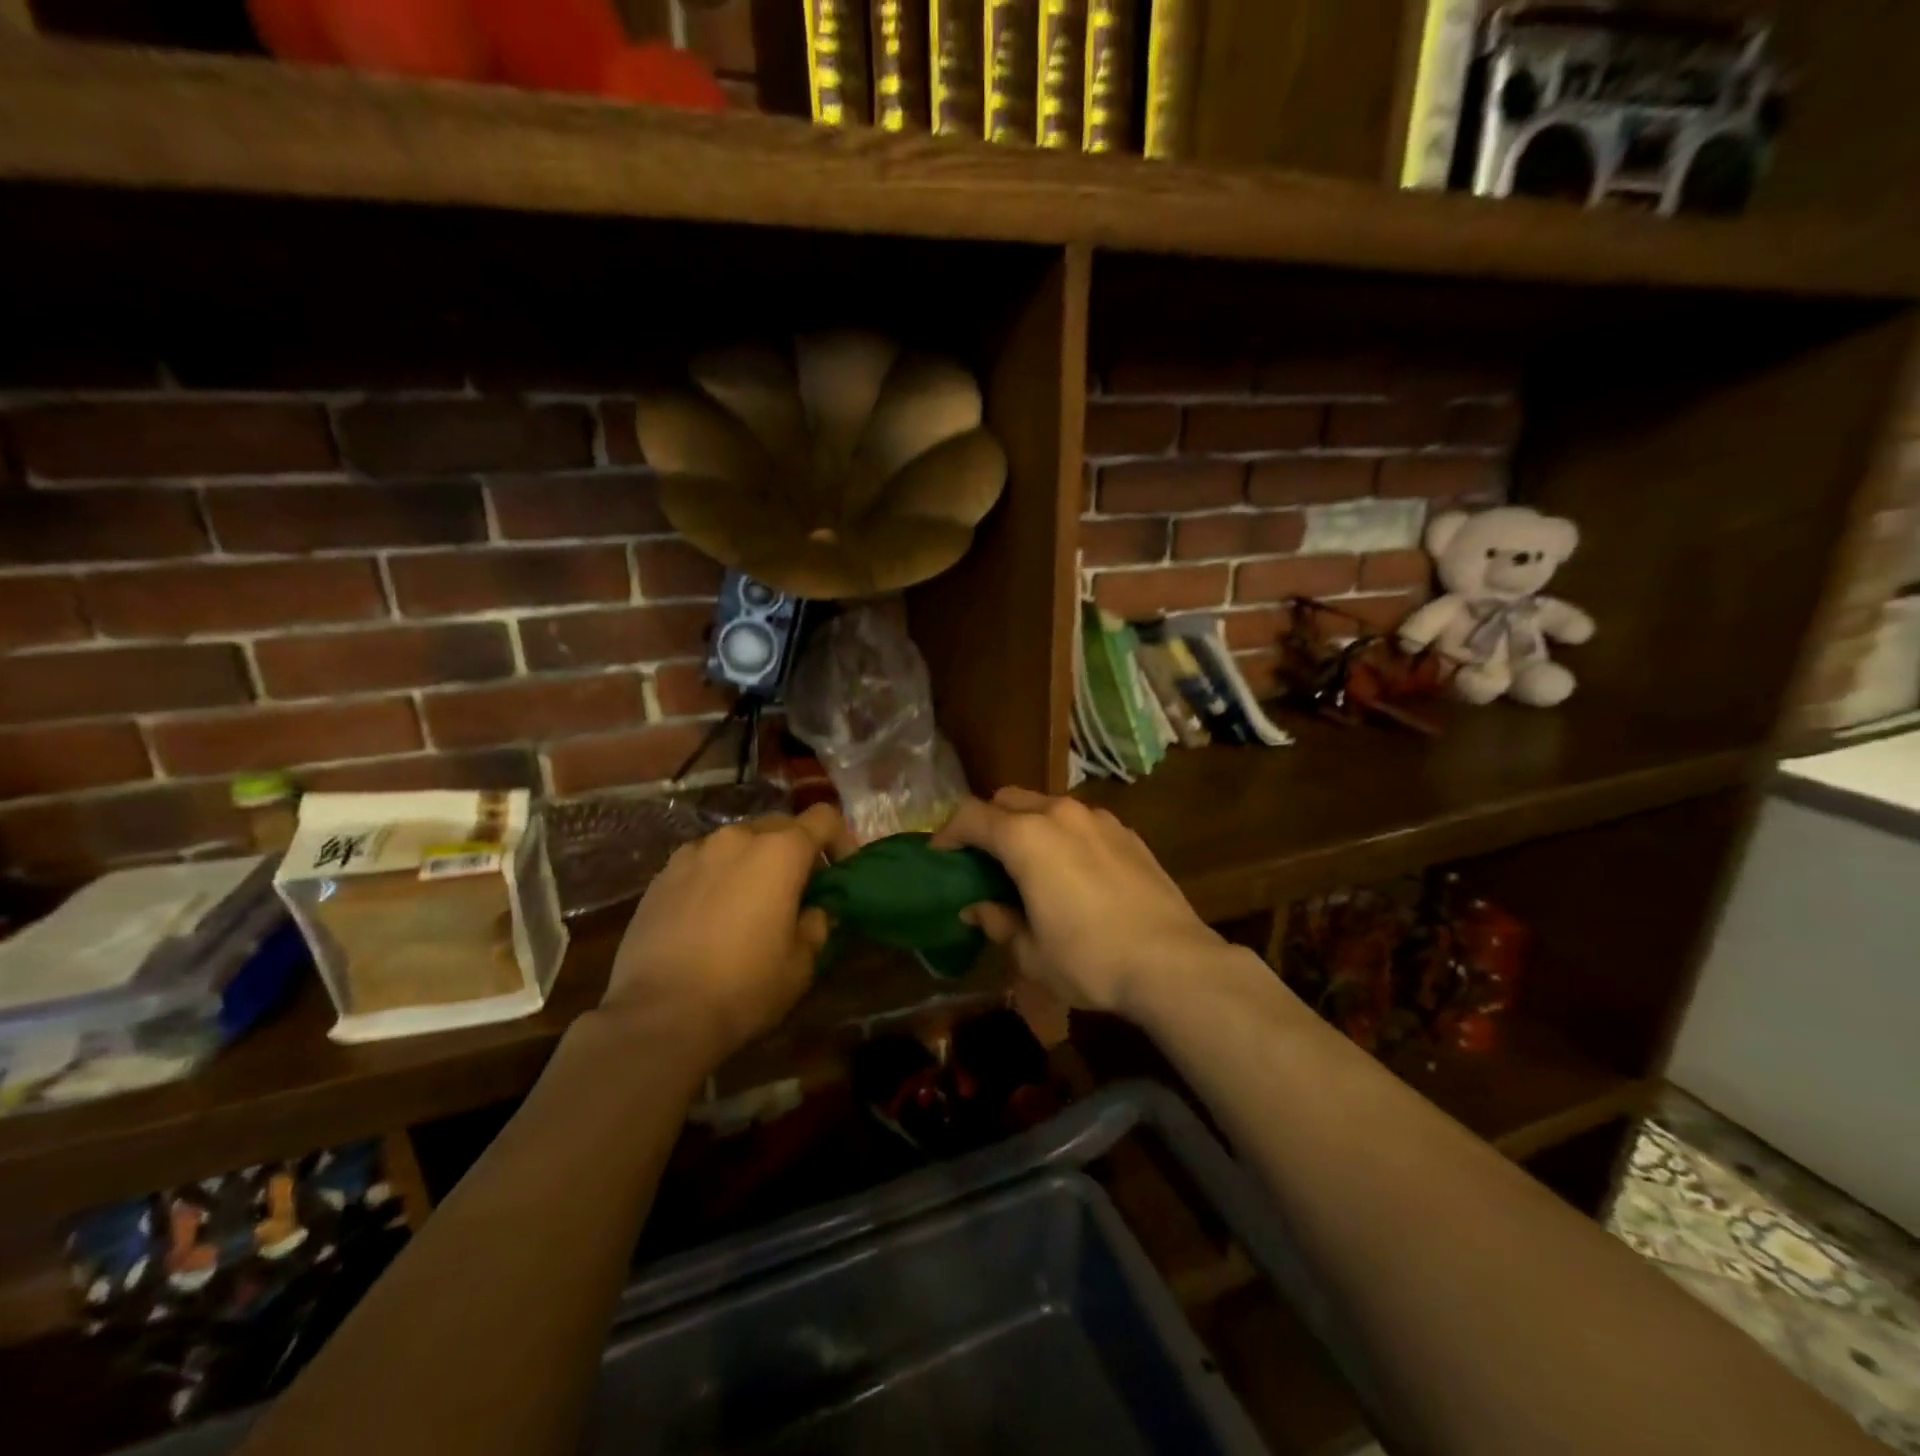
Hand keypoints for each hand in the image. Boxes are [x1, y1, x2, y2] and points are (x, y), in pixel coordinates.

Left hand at [602, 804, 851, 1064]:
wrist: (658, 1014)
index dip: (841, 840)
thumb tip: (814, 911)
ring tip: (750, 904)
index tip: (841, 872)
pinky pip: (703, 863)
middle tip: (798, 891)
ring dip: (753, 862)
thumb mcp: (801, 964)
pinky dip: (717, 877)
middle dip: (795, 851)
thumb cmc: (744, 986)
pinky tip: (710, 917)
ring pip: (737, 843)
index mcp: (780, 851)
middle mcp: (737, 838)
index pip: (824, 818)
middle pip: (780, 826)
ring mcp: (694, 853)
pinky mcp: (661, 876)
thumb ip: (816, 925)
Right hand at [933, 789, 1227, 1017]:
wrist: (1172, 962)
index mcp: (1026, 838)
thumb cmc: (1090, 960)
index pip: (971, 816)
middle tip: (983, 860)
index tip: (940, 855)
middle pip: (1008, 799)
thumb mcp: (1032, 953)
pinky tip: (1073, 871)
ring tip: (1030, 865)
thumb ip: (999, 922)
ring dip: (1028, 826)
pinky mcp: (1127, 833)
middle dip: (988, 822)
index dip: (948, 833)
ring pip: (1048, 806)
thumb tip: (978, 908)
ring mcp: (1098, 819)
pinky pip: (1081, 822)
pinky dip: (1064, 835)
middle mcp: (1060, 814)